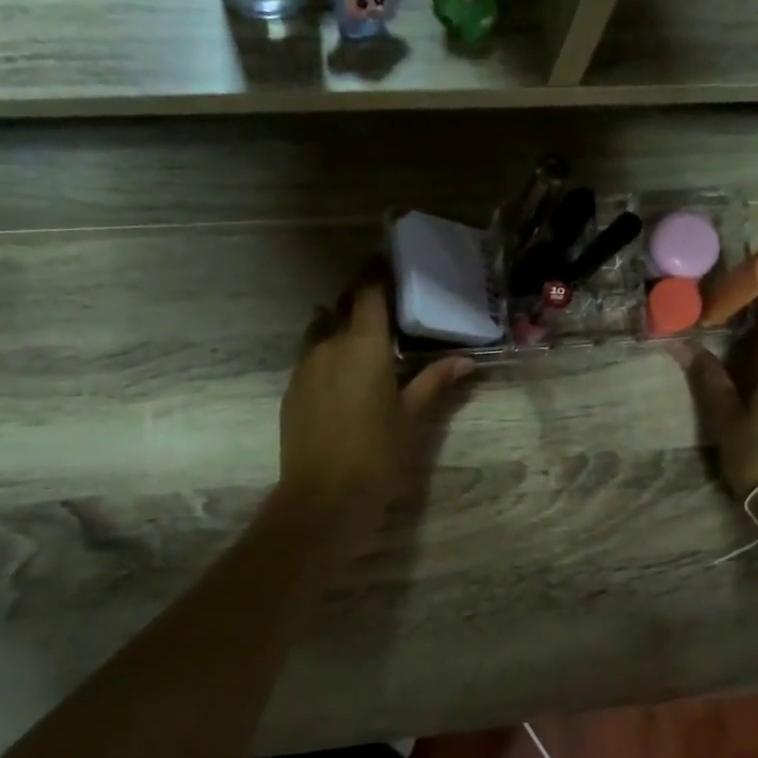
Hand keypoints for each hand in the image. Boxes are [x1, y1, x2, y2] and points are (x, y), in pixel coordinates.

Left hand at [277, 269, 473, 540]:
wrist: (324, 497)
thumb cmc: (378, 453)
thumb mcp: (413, 417)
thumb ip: (435, 381)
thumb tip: (465, 360)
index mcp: (363, 344)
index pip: (368, 291)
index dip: (377, 272)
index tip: (388, 261)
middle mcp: (329, 345)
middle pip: (343, 306)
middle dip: (361, 301)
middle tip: (385, 307)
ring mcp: (304, 366)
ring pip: (321, 329)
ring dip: (340, 325)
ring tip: (362, 340)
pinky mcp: (291, 389)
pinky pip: (310, 356)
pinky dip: (326, 352)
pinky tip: (342, 375)